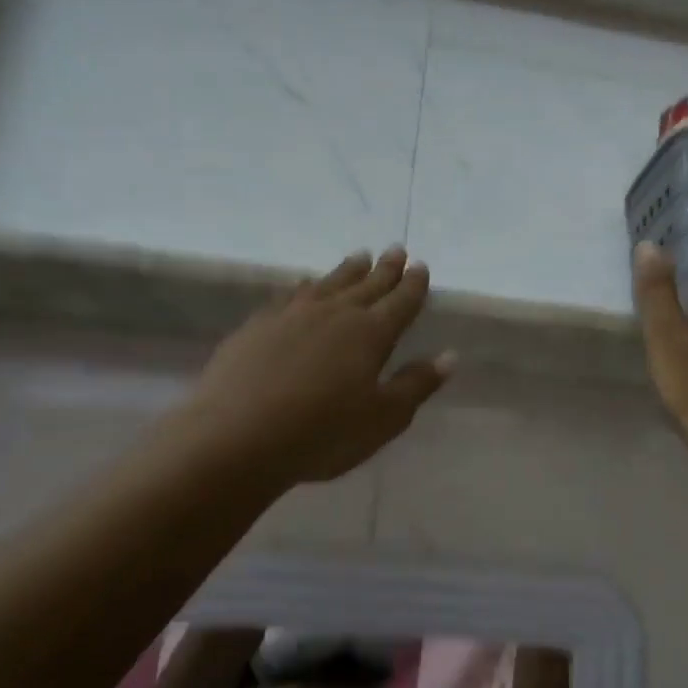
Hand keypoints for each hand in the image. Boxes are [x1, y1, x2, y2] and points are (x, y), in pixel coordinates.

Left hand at [174, 249, 453, 488]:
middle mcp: (335, 314)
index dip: (413, 285)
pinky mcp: (258, 325)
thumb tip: (450, 356)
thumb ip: (416, 384)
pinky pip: (291, 294)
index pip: (400, 302)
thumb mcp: (383, 418)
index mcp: (371, 334)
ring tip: (359, 257)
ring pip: (329, 283)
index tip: (421, 267)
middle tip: (396, 250)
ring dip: (348, 270)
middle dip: (385, 269)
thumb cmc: (323, 433)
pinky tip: (305, 285)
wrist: (237, 436)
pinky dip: (306, 286)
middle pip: (367, 285)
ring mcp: (293, 315)